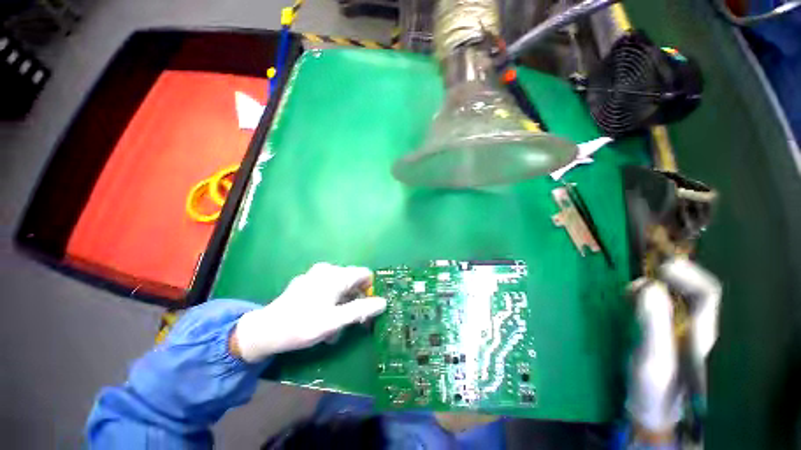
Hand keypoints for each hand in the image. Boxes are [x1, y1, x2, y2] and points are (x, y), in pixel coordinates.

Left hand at [231, 263, 387, 362]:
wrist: (264, 331)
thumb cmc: (302, 325)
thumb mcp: (335, 321)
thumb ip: (361, 310)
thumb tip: (383, 302)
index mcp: (336, 275)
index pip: (365, 274)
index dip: (370, 290)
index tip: (366, 309)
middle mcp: (327, 269)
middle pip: (353, 281)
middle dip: (355, 300)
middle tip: (350, 322)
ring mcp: (315, 274)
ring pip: (340, 285)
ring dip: (343, 303)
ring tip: (334, 324)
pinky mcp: (306, 281)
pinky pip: (327, 287)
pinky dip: (331, 300)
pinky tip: (321, 316)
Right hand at [627, 257, 720, 438]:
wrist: (650, 407)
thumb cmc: (655, 387)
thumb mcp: (653, 356)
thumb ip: (653, 323)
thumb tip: (648, 288)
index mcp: (700, 331)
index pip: (707, 292)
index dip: (688, 274)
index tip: (660, 269)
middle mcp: (694, 324)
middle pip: (692, 289)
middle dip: (667, 277)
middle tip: (640, 279)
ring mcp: (678, 326)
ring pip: (674, 294)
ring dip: (652, 285)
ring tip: (629, 291)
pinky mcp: (662, 328)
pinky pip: (658, 302)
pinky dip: (643, 294)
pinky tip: (629, 299)